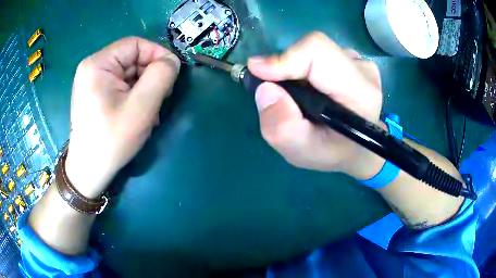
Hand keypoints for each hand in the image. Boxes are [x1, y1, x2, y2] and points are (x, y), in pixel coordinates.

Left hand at [65, 37, 180, 197]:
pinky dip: (135, 96)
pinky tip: (138, 114)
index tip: (172, 76)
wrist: (89, 171)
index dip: (158, 55)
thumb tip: (172, 61)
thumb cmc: (111, 140)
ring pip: (129, 73)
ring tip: (150, 113)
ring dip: (145, 89)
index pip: (136, 44)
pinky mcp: (96, 93)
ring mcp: (93, 81)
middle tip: (161, 100)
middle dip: (151, 76)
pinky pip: (122, 85)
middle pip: (132, 59)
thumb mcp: (140, 108)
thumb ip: (160, 77)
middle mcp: (93, 67)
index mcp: (98, 64)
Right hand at [248, 32, 384, 179]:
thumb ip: (282, 127)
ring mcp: (361, 63)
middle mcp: (364, 71)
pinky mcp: (355, 61)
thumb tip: (265, 89)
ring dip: (297, 69)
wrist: (358, 149)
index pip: (319, 52)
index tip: (258, 72)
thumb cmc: (333, 153)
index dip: (285, 57)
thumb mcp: (302, 152)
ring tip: (299, 95)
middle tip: (276, 90)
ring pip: (316, 51)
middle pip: (314, 48)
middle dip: (286, 65)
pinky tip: (312, 89)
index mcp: (360, 93)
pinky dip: (306, 68)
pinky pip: (321, 54)